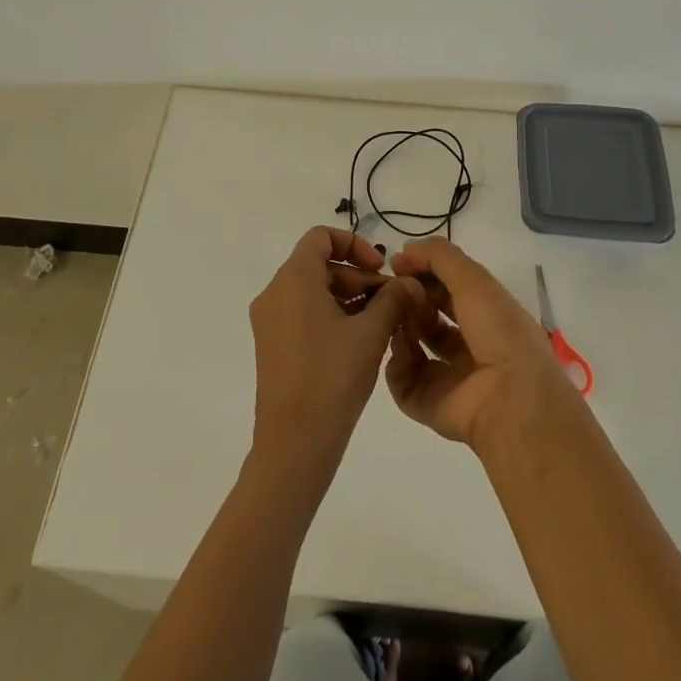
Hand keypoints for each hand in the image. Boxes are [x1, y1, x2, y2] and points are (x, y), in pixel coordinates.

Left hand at [248, 227, 424, 487]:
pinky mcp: (273, 345)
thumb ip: (392, 299)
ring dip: (350, 298)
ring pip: (314, 291)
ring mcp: (270, 321)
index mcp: (293, 279)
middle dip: (359, 277)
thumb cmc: (332, 377)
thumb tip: (409, 283)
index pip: (321, 237)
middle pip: (320, 265)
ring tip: (384, 323)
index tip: (380, 269)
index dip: (354, 244)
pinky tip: (362, 340)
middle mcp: (275, 293)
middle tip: (392, 301)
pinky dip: (333, 316)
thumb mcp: (370, 334)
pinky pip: (305, 314)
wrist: (294, 444)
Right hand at [384, 239, 575, 448]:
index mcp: (486, 316)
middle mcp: (468, 345)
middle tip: (394, 290)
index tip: (398, 263)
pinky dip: (396, 363)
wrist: (511, 400)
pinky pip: (403, 380)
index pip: (448, 288)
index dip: (424, 273)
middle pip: (428, 315)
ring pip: (412, 344)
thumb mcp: (474, 280)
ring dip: (400, 325)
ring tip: (394, 316)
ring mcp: (448, 376)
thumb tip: (405, 251)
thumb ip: (439, 257)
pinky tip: (400, 348)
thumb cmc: (499, 332)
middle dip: (409, 298)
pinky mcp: (430, 403)